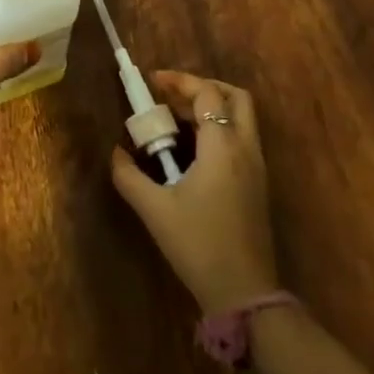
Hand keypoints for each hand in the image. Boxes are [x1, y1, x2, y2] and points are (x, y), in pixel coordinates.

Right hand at [111, 71, 281, 313]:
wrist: (244, 292)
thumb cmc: (198, 245)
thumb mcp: (154, 209)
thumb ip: (129, 176)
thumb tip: (116, 153)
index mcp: (222, 148)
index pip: (207, 94)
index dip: (180, 81)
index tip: (152, 82)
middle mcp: (246, 150)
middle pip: (235, 97)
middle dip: (203, 87)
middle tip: (170, 95)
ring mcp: (257, 168)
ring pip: (242, 118)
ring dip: (211, 108)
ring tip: (175, 119)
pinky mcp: (258, 185)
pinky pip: (241, 139)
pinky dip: (218, 129)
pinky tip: (191, 149)